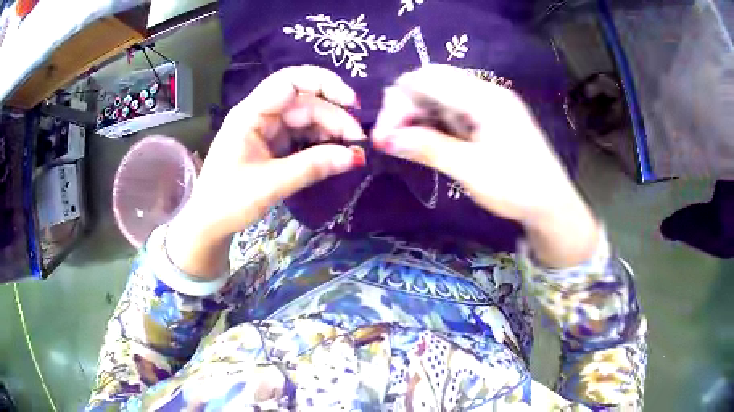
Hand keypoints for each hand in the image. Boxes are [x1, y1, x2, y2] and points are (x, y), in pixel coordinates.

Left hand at [167, 66, 365, 276]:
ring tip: (351, 152)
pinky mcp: (273, 144)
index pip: (290, 81)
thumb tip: (356, 157)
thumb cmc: (229, 201)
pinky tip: (335, 154)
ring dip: (330, 132)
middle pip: (305, 103)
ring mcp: (267, 129)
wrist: (209, 224)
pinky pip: (302, 136)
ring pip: (307, 119)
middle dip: (334, 118)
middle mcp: (260, 114)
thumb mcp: (271, 184)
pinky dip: (320, 143)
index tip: (352, 103)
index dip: (324, 84)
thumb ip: (312, 167)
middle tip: (358, 144)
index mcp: (251, 113)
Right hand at [372, 65, 599, 266]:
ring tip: (405, 142)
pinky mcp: (489, 116)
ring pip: (440, 95)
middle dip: (405, 106)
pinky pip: (453, 108)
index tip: (384, 137)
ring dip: (417, 114)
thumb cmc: (517, 188)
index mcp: (485, 98)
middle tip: (391, 139)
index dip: (398, 102)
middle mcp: (486, 91)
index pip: (427, 80)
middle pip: (432, 82)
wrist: (552, 205)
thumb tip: (385, 138)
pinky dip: (434, 121)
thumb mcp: (470, 170)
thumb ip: (428, 148)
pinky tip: (425, 139)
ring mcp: (489, 103)